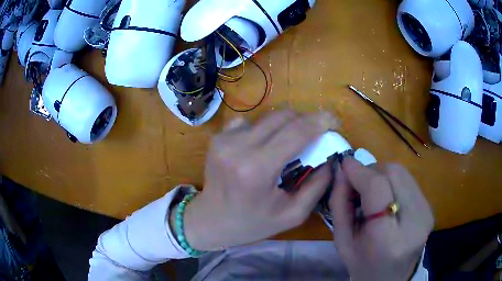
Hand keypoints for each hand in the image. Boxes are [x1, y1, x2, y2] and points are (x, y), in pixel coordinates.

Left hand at [182, 110, 339, 250]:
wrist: (210, 220)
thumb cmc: (252, 223)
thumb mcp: (292, 214)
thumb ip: (318, 185)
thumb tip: (331, 157)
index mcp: (257, 169)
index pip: (296, 132)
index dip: (320, 121)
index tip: (334, 121)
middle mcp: (238, 147)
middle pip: (283, 116)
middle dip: (305, 120)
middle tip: (316, 134)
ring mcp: (224, 139)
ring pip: (268, 117)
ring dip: (286, 126)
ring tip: (289, 145)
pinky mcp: (218, 137)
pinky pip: (251, 123)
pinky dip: (264, 131)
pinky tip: (262, 148)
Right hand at [330, 157, 433, 280]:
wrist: (391, 277)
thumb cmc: (363, 264)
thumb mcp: (343, 240)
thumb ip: (340, 202)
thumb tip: (343, 167)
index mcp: (388, 239)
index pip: (378, 189)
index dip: (360, 172)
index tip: (344, 164)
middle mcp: (415, 221)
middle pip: (394, 173)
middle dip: (371, 171)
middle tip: (357, 183)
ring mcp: (426, 212)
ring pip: (402, 173)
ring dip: (382, 175)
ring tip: (371, 193)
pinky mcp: (430, 207)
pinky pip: (409, 180)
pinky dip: (393, 182)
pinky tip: (386, 197)